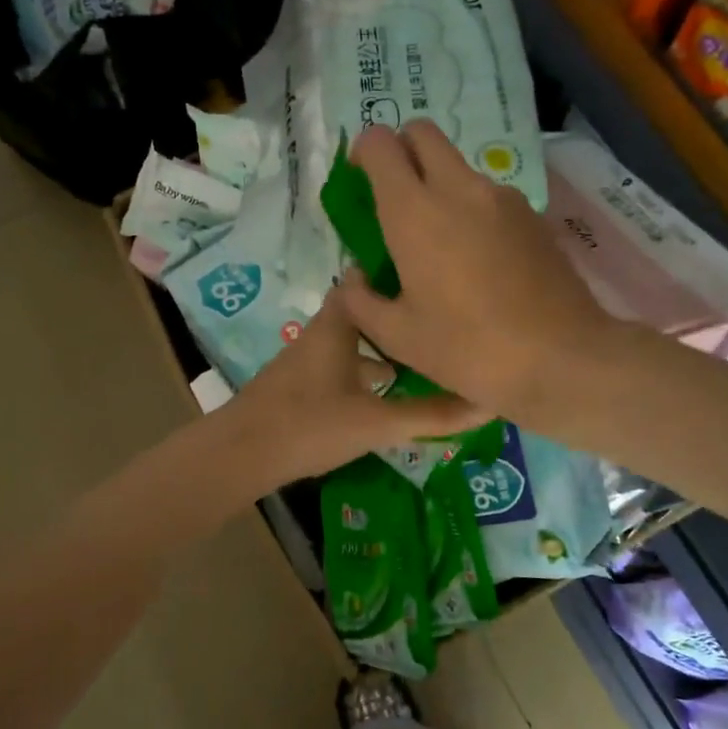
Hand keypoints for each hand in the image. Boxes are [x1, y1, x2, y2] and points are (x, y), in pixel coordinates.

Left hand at [225, 287, 489, 485]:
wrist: (240, 454)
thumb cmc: (309, 425)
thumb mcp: (377, 423)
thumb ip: (431, 415)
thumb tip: (487, 404)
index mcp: (337, 326)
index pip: (366, 280)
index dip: (396, 273)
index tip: (434, 274)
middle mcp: (321, 335)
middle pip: (364, 314)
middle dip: (398, 316)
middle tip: (440, 319)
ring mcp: (306, 361)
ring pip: (351, 343)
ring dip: (382, 348)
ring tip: (423, 356)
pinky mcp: (299, 387)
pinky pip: (340, 367)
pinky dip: (363, 373)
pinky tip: (383, 395)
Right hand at [336, 120, 617, 423]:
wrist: (561, 358)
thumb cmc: (468, 348)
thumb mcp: (397, 337)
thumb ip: (361, 300)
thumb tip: (354, 277)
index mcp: (415, 212)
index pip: (380, 144)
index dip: (363, 153)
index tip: (360, 182)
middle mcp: (459, 188)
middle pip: (423, 134)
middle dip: (401, 151)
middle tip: (394, 198)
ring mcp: (502, 198)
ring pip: (459, 166)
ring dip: (438, 185)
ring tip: (439, 244)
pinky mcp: (532, 215)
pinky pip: (489, 196)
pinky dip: (471, 210)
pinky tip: (477, 262)